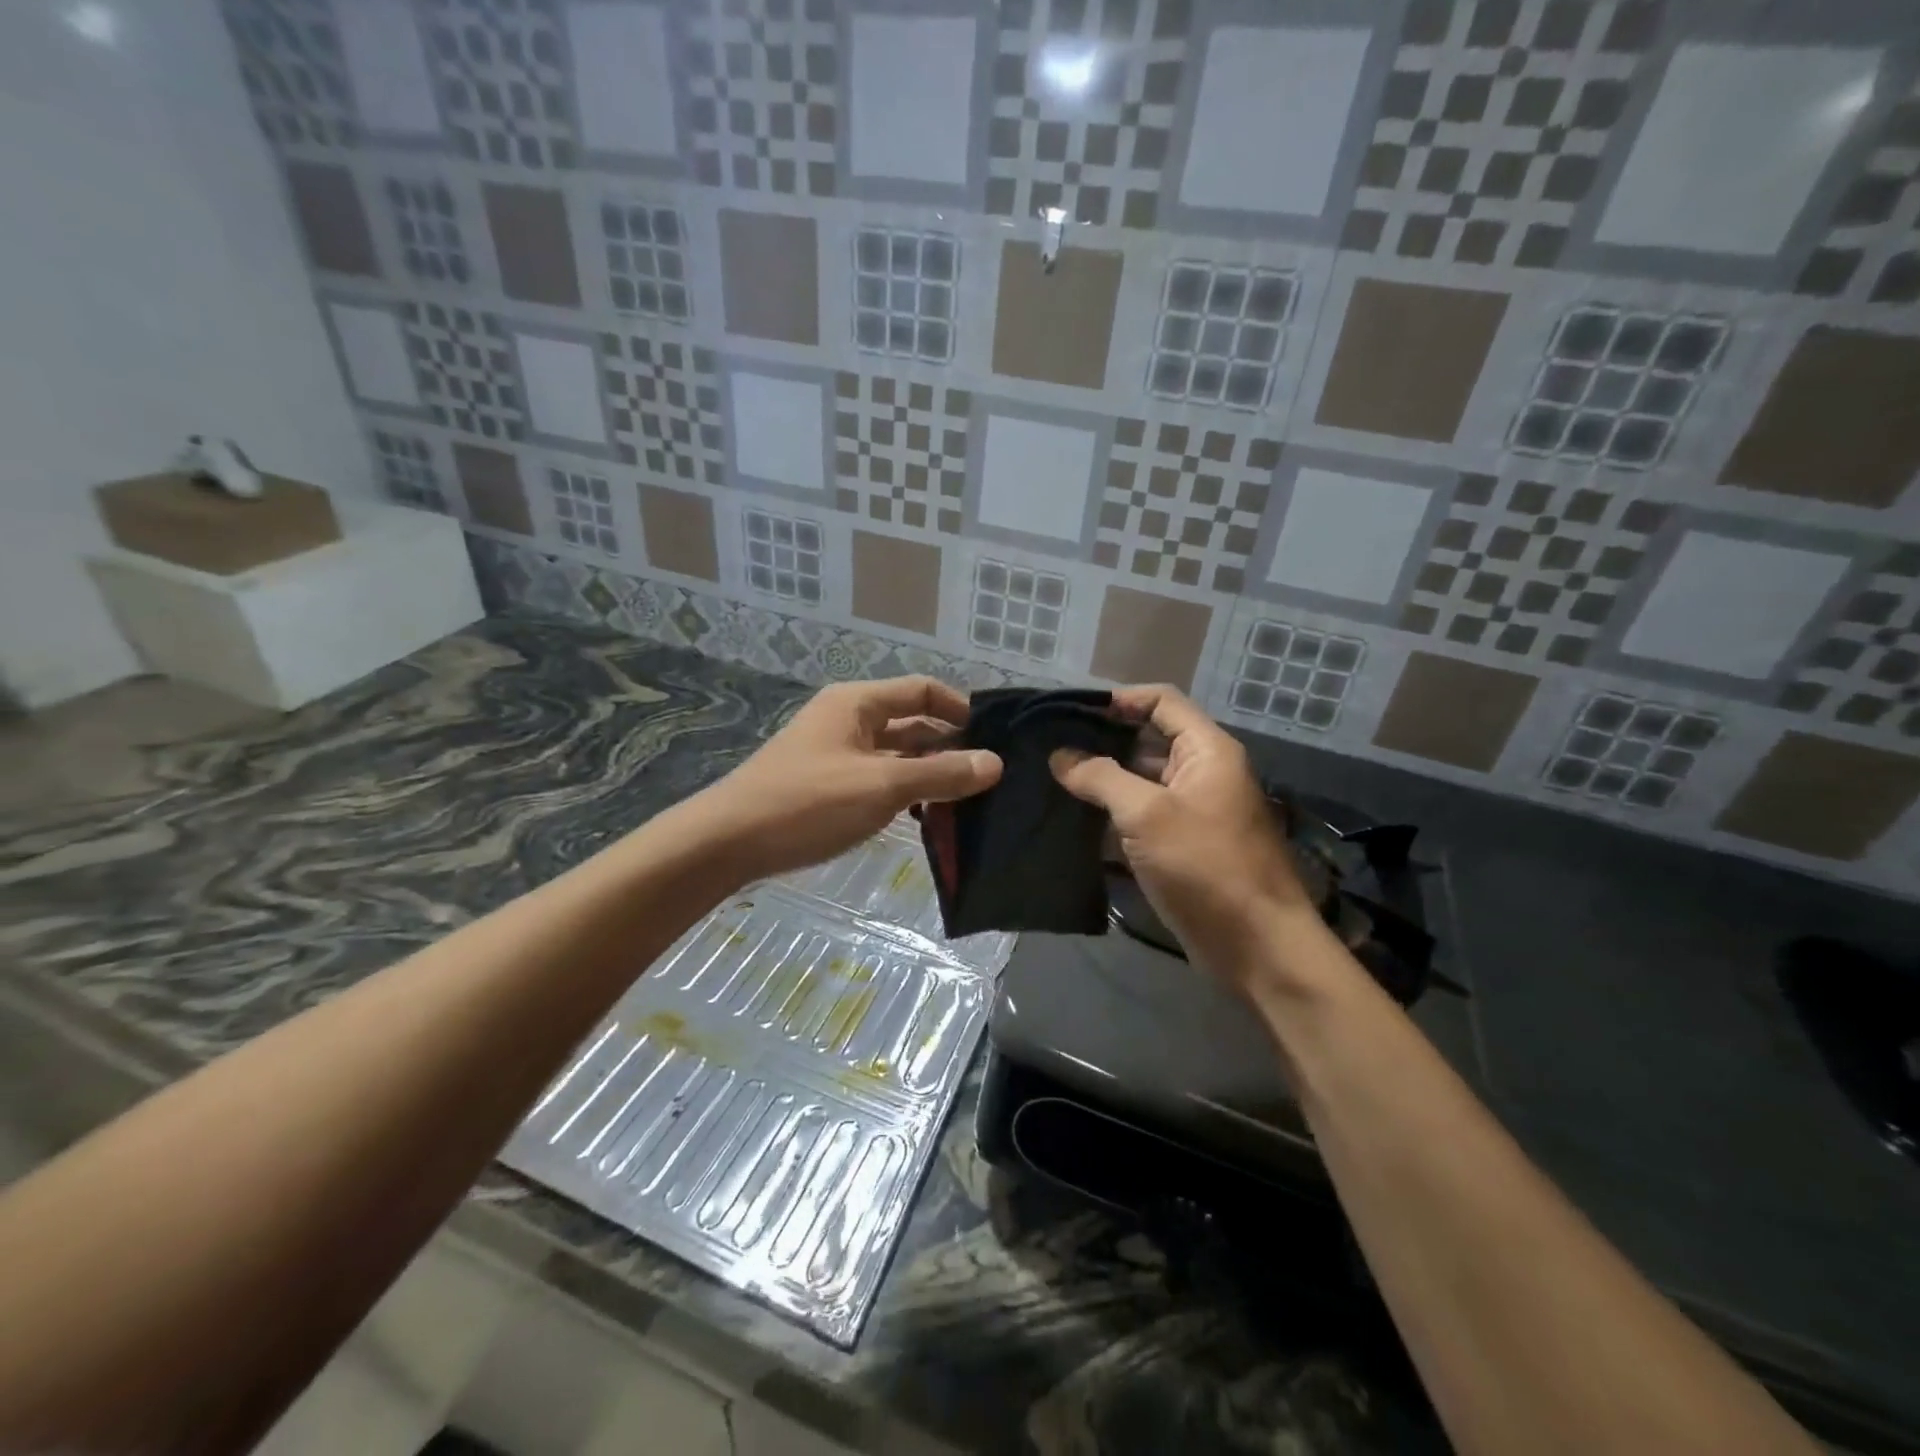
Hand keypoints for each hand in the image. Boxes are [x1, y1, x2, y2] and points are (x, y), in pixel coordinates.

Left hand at [700, 677, 1000, 881]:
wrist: (728, 842)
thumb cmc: (808, 803)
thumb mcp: (881, 786)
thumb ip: (940, 774)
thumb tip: (995, 763)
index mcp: (858, 702)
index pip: (923, 690)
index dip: (960, 709)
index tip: (994, 739)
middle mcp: (848, 719)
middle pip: (911, 722)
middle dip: (948, 746)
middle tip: (988, 777)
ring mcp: (835, 752)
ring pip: (895, 754)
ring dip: (927, 772)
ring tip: (967, 800)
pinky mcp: (827, 784)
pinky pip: (877, 778)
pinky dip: (903, 791)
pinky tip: (924, 816)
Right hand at [1051, 685, 1313, 987]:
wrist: (1257, 945)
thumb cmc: (1205, 866)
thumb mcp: (1147, 814)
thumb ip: (1101, 778)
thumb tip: (1061, 756)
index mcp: (1207, 750)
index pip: (1162, 702)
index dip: (1120, 700)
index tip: (1073, 714)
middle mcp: (1204, 773)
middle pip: (1150, 740)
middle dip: (1104, 742)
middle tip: (1052, 749)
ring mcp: (1194, 811)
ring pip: (1143, 782)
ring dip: (1104, 781)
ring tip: (1054, 782)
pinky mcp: (1184, 847)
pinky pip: (1144, 817)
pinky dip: (1114, 816)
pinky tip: (1075, 822)